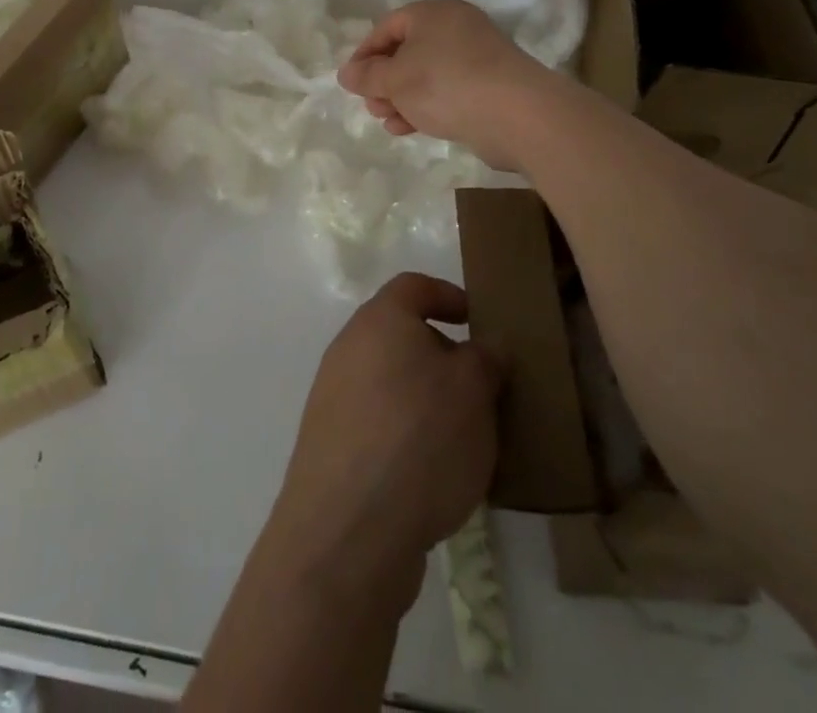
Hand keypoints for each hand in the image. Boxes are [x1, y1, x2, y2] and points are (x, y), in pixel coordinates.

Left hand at [267, 274, 502, 604]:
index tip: (480, 322)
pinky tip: (435, 475)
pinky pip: (379, 424)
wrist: (349, 529)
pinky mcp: (332, 445)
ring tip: (469, 439)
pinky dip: (407, 436)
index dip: (449, 295)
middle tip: (485, 389)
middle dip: (444, 357)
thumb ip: (485, 358)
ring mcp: (334, 397)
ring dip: (428, 401)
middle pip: (402, 336)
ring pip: (391, 383)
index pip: (414, 286)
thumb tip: (485, 347)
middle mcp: (349, 348)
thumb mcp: (473, 390)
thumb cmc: (419, 438)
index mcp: (379, 320)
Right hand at [336, 0, 555, 169]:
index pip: (386, 27)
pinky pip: (447, 91)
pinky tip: (409, 128)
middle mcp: (456, 27)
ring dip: (401, 97)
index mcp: (433, 13)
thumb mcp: (395, 79)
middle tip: (371, 105)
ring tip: (387, 121)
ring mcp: (476, 57)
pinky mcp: (489, 86)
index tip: (351, 82)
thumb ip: (367, 76)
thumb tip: (346, 73)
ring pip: (426, 74)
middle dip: (383, 81)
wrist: (517, 115)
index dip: (364, 54)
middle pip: (407, 51)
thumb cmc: (445, 84)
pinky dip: (425, 106)